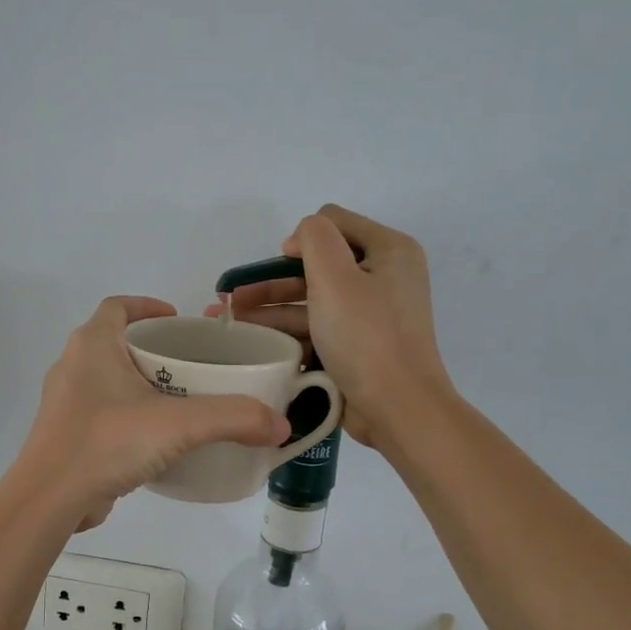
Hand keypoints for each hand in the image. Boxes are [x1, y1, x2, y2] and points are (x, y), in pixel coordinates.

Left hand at [18, 296, 289, 529]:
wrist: (50, 499)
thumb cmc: (107, 442)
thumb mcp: (178, 425)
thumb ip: (233, 418)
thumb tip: (280, 425)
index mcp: (92, 345)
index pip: (118, 306)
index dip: (148, 307)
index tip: (178, 321)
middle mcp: (73, 365)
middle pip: (116, 342)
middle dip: (153, 349)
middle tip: (191, 365)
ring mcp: (65, 402)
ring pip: (108, 380)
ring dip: (140, 384)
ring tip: (180, 402)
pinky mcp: (66, 434)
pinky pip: (102, 412)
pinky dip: (128, 416)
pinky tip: (155, 440)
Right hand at [207, 205, 451, 445]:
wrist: (397, 407)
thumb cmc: (366, 337)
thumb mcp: (336, 276)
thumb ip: (314, 238)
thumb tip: (300, 239)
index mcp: (389, 251)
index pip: (334, 222)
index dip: (301, 239)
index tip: (279, 266)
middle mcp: (384, 277)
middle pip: (318, 266)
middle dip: (273, 281)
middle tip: (234, 297)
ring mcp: (371, 315)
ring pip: (313, 301)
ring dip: (272, 309)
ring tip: (232, 322)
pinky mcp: (358, 346)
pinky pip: (318, 329)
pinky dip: (289, 333)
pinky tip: (257, 342)